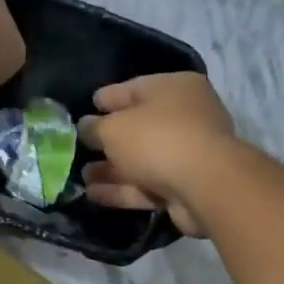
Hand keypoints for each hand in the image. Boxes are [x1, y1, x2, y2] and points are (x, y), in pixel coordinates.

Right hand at [77, 73, 237, 237]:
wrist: (205, 186)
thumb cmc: (158, 140)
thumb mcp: (114, 128)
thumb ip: (94, 128)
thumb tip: (85, 127)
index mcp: (174, 88)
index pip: (132, 89)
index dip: (105, 99)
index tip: (83, 109)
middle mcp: (185, 116)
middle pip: (138, 126)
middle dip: (107, 140)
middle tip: (79, 148)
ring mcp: (187, 153)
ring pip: (141, 159)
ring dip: (111, 169)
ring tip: (80, 177)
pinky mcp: (185, 186)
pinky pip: (146, 185)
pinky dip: (122, 189)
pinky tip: (93, 195)